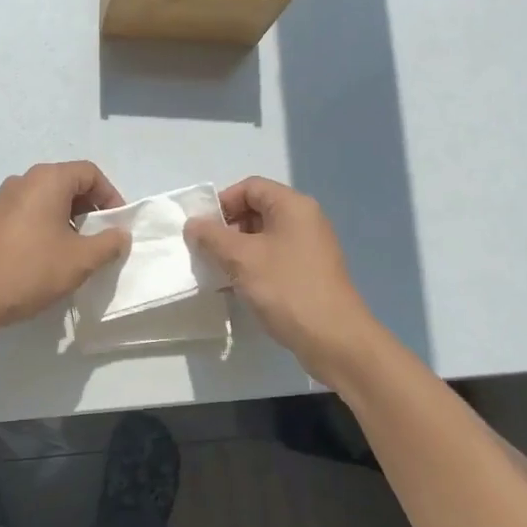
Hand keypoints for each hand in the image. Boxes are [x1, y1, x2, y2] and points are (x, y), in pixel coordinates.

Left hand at [0, 162, 130, 339]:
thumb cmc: (31, 270)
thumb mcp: (80, 260)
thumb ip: (108, 243)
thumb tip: (120, 234)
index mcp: (47, 180)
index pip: (90, 173)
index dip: (110, 196)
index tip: (116, 226)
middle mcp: (24, 180)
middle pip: (68, 183)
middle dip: (89, 209)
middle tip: (100, 239)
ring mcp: (3, 198)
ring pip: (47, 198)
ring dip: (68, 219)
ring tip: (75, 251)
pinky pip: (28, 212)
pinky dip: (45, 225)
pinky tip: (47, 256)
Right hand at [185, 177, 381, 373]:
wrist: (333, 338)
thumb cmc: (286, 288)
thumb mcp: (241, 258)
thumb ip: (212, 236)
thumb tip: (192, 224)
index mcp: (293, 206)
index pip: (250, 187)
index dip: (222, 202)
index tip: (202, 228)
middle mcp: (305, 220)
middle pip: (257, 210)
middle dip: (227, 228)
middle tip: (207, 251)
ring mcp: (309, 247)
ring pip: (263, 237)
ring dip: (237, 250)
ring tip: (218, 271)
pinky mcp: (309, 272)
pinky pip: (274, 258)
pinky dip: (253, 266)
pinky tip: (237, 287)